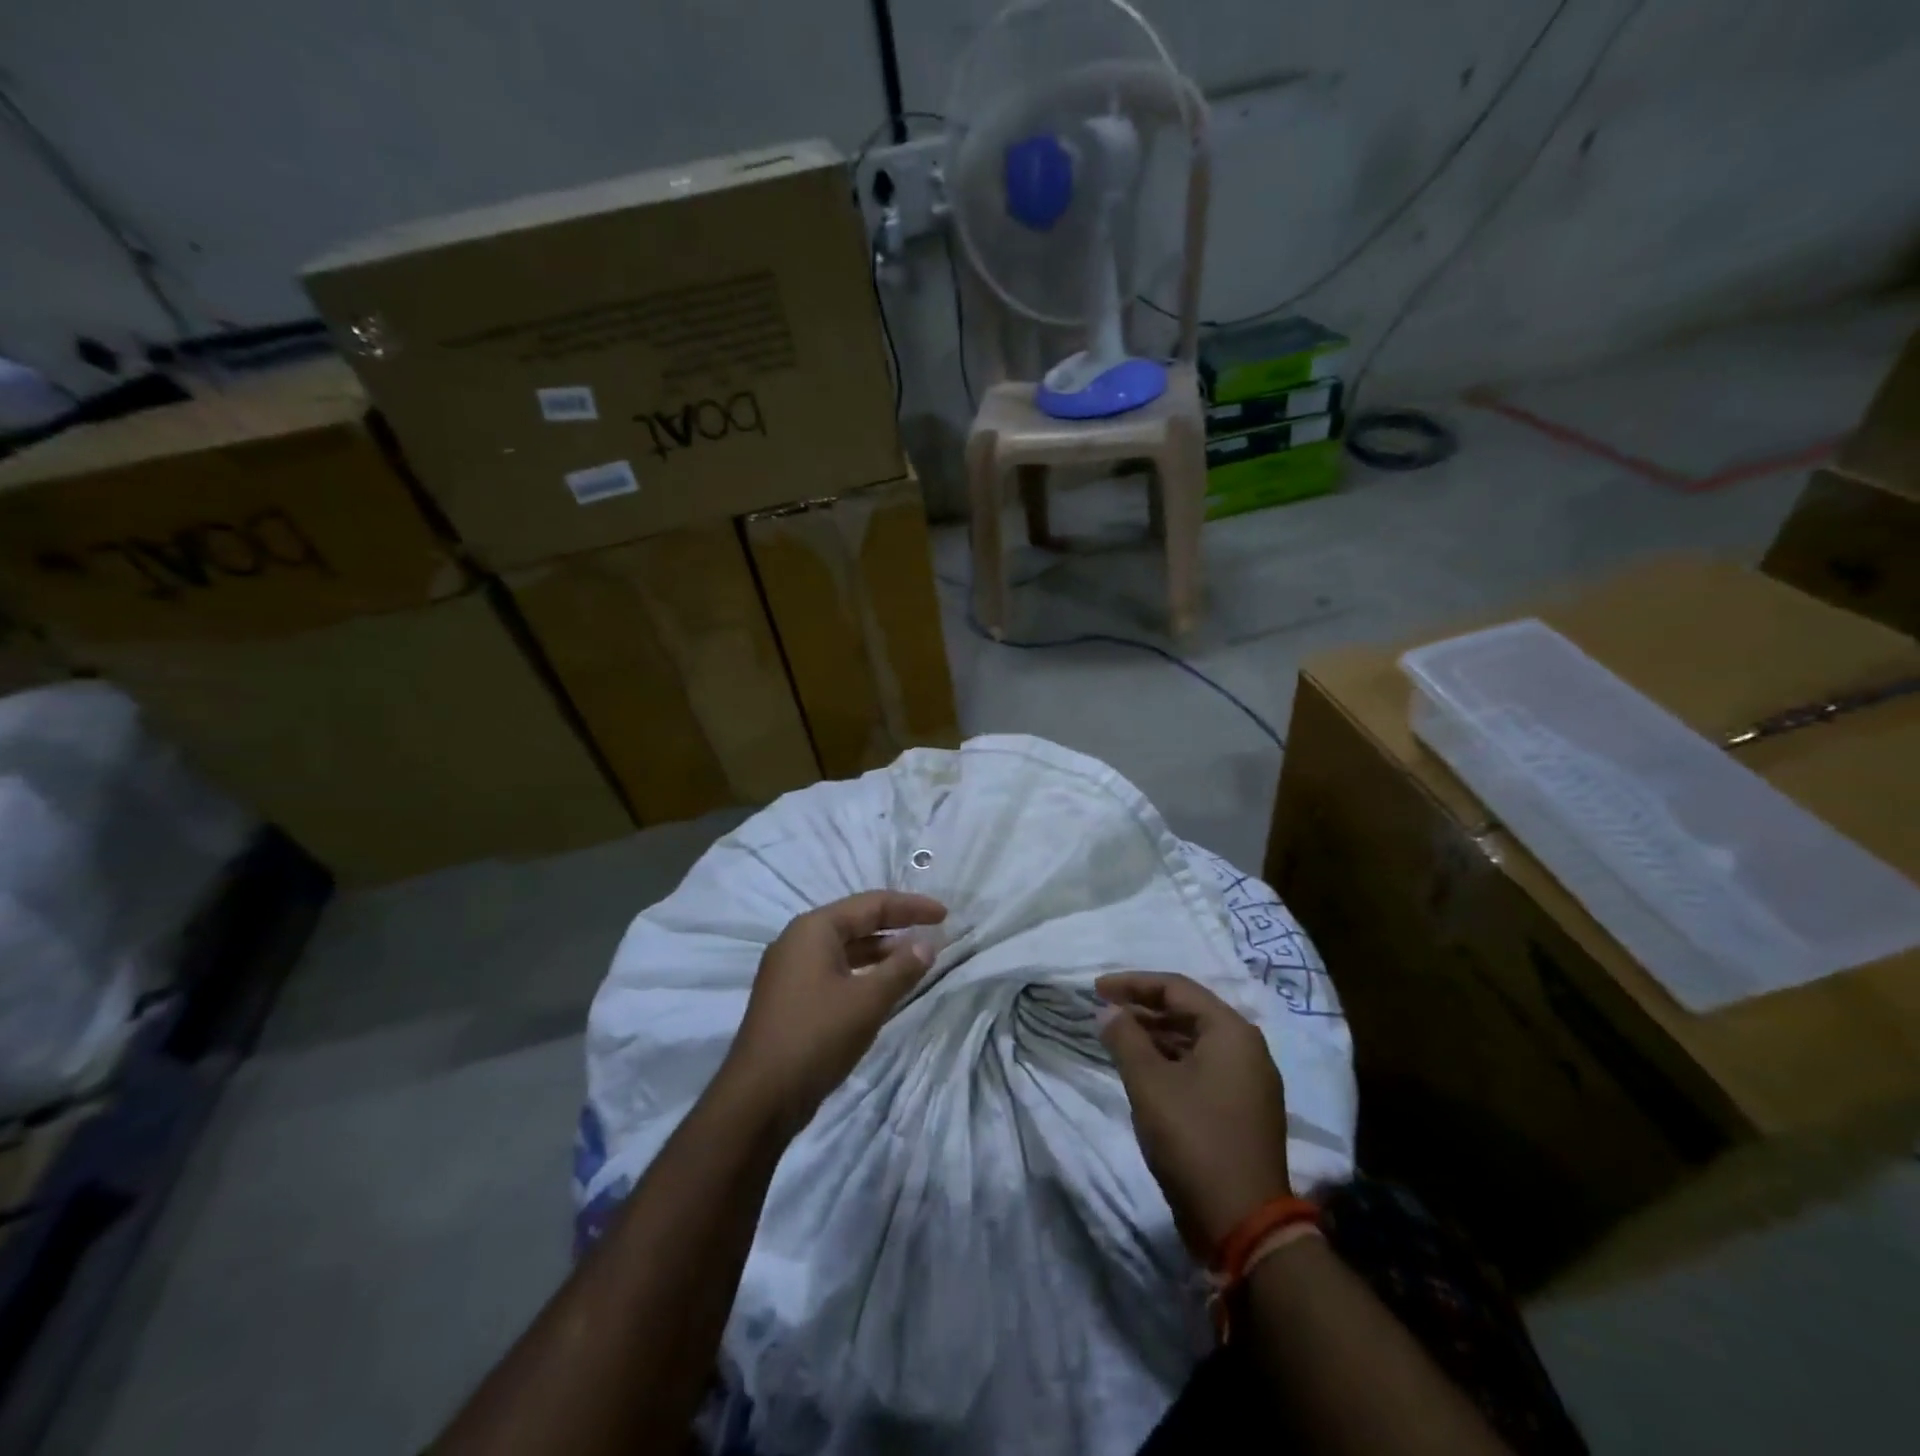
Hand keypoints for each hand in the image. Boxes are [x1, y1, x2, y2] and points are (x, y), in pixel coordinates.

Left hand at [720, 890, 947, 1135]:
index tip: (944, 915)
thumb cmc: (816, 1037)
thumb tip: (928, 944)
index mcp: (814, 929)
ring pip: (844, 947)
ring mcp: (790, 970)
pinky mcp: (790, 997)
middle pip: (855, 921)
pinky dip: (862, 971)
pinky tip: (882, 986)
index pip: (871, 904)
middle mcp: (798, 940)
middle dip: (895, 924)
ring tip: (914, 957)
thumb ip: (902, 969)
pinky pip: (834, 969)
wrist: (759, 1097)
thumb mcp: (867, 1001)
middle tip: (932, 930)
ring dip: (879, 950)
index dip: (910, 907)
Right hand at [1096, 971, 1293, 1259]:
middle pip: (1189, 1012)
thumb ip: (1125, 1038)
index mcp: (1231, 1032)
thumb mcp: (1149, 1083)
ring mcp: (1249, 1082)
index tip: (1096, 990)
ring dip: (1155, 1036)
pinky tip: (1143, 1071)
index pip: (1177, 989)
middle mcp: (1247, 1049)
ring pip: (1195, 1041)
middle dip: (1143, 1008)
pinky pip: (1202, 1067)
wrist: (1243, 1225)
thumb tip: (1108, 1011)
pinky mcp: (1243, 1110)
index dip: (1132, 984)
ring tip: (1117, 1039)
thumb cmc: (1193, 1140)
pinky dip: (1170, 1061)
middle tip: (1104, 1012)